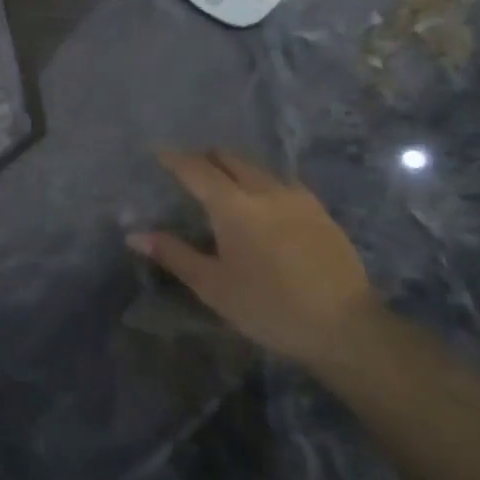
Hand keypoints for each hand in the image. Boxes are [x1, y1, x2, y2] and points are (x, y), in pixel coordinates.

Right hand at [129, 149, 377, 370]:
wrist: (345, 327)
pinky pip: (281, 183)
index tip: (157, 152)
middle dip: (206, 158)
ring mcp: (297, 197)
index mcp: (233, 205)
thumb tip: (135, 235)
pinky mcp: (320, 211)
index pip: (196, 169)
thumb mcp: (213, 286)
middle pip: (230, 158)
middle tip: (188, 170)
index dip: (174, 158)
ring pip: (258, 168)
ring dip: (235, 168)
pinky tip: (262, 204)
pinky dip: (261, 182)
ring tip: (222, 185)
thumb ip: (174, 254)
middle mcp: (265, 190)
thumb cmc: (269, 307)